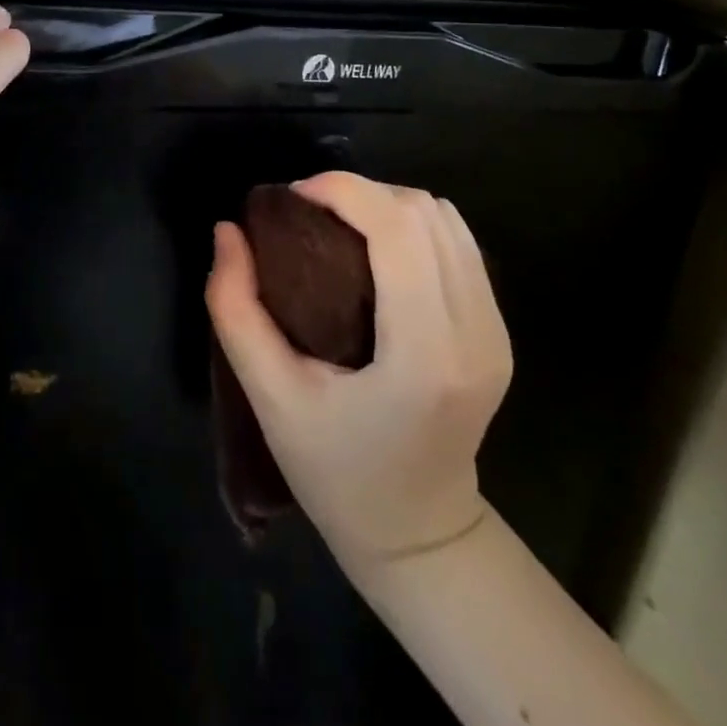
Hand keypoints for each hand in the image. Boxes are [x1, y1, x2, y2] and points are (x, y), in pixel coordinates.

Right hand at [205, 172, 511, 575]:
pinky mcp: (499, 331)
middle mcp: (475, 333)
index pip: (398, 230)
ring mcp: (497, 331)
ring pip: (447, 220)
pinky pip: (459, 245)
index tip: (293, 197)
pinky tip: (376, 248)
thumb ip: (235, 308)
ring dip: (387, 205)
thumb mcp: (269, 396)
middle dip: (360, 192)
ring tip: (338, 224)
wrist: (417, 534)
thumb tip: (227, 230)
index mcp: (424, 354)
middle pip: (425, 213)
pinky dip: (412, 227)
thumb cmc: (335, 472)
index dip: (343, 191)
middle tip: (307, 210)